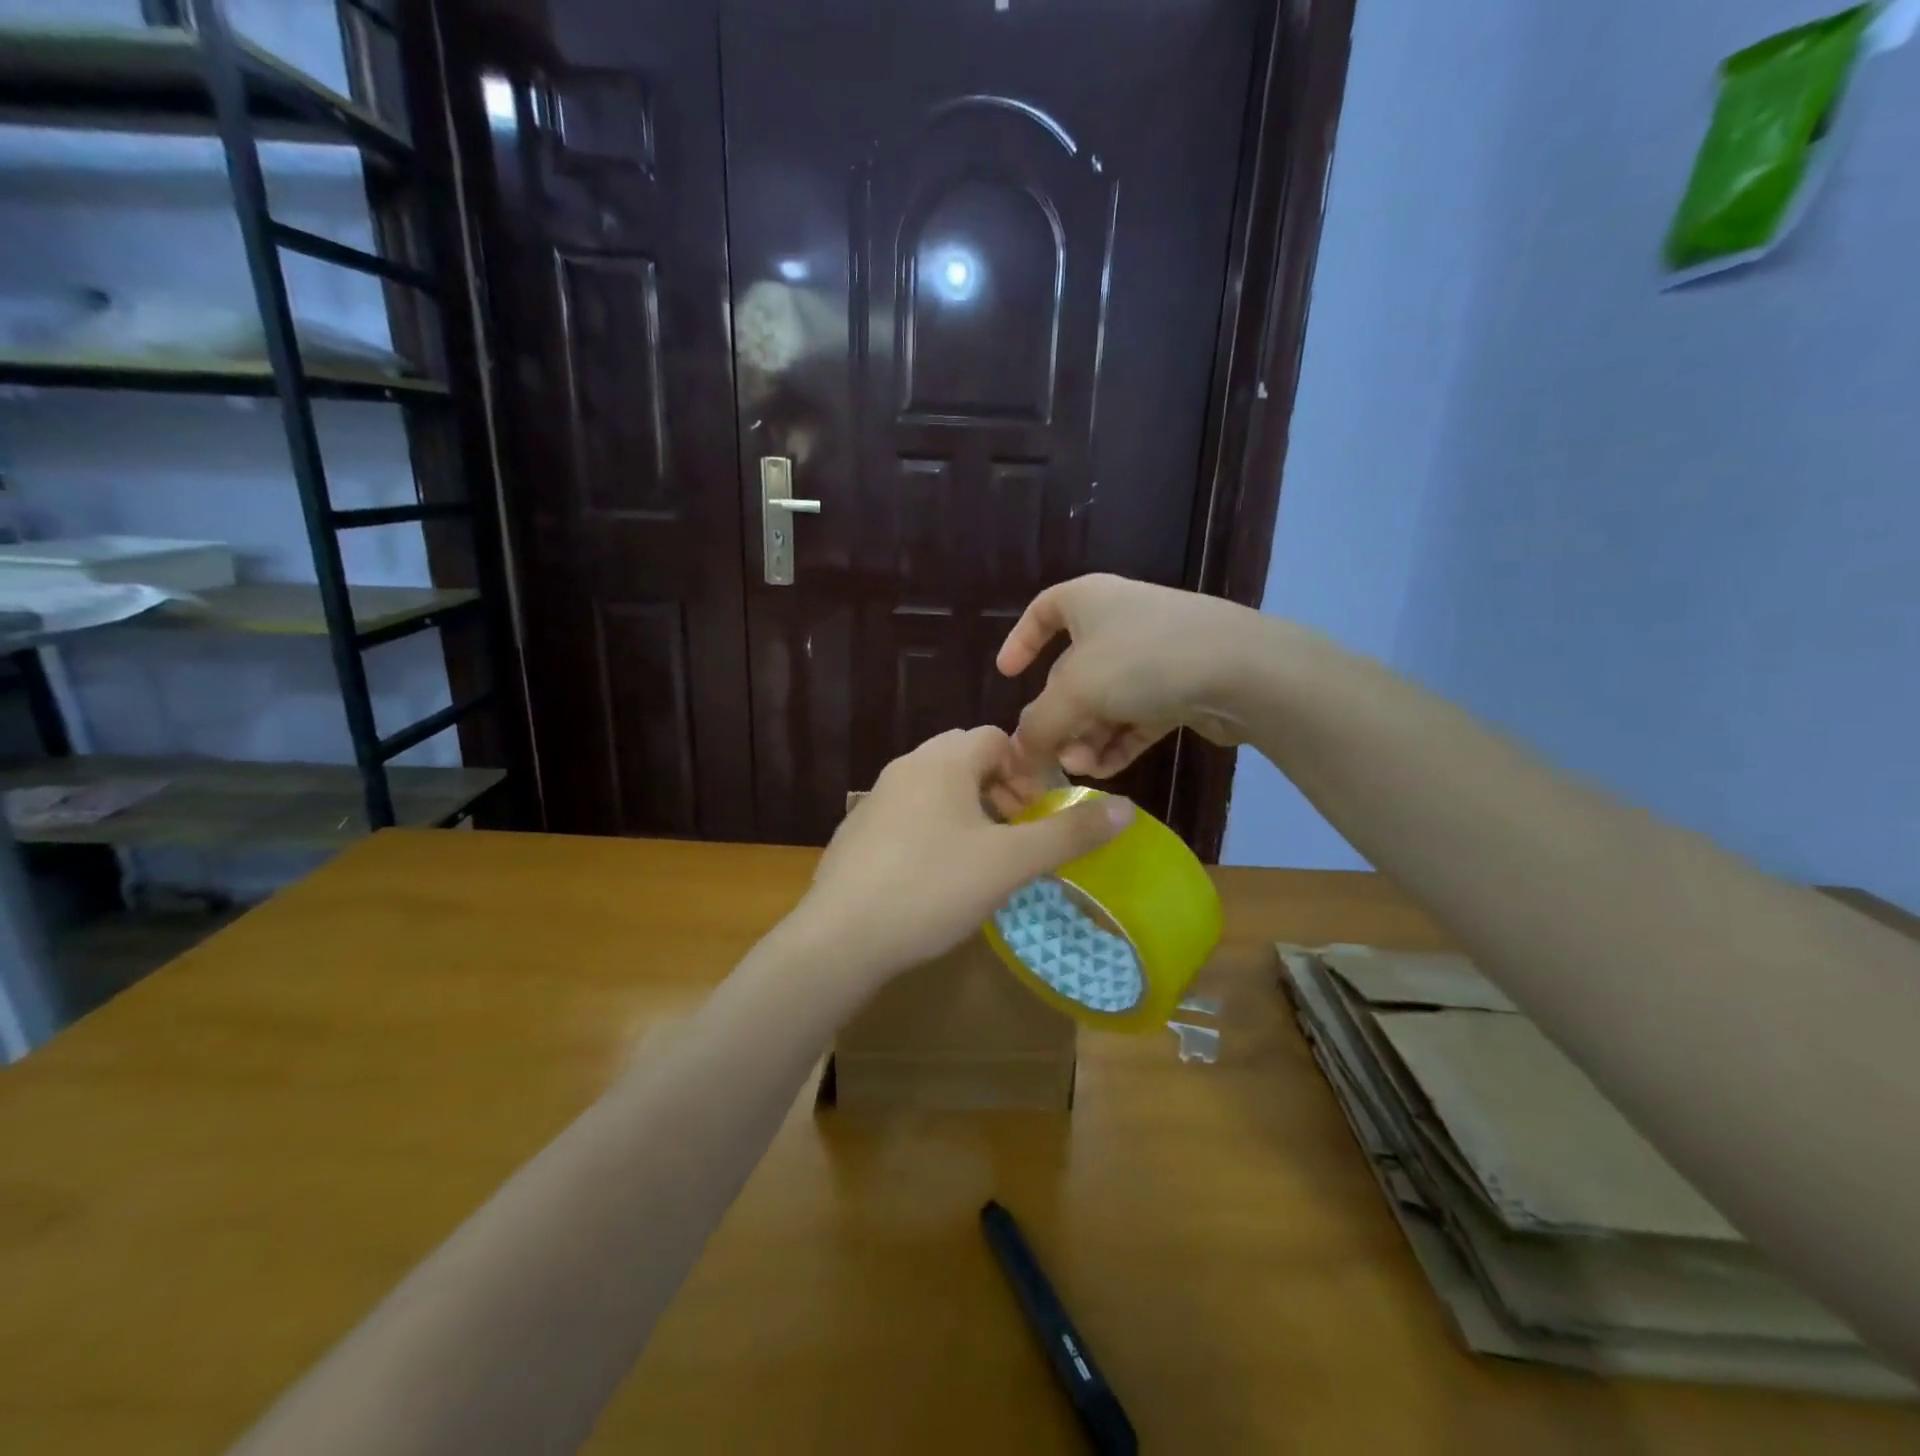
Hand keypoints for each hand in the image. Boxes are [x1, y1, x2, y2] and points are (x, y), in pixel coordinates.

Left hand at [796, 726, 1132, 979]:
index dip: (1027, 769)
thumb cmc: (932, 888)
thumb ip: (1068, 833)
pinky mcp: (857, 832)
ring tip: (983, 858)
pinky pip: (908, 814)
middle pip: (966, 759)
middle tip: (1016, 835)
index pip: (996, 738)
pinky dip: (934, 830)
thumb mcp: (1010, 863)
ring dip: (968, 811)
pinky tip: (937, 877)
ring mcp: (875, 799)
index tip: (1037, 813)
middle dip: (1000, 790)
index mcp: (942, 761)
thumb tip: (1126, 808)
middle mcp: (906, 767)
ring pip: (936, 788)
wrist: (840, 938)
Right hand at [997, 574, 1267, 777]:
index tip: (1006, 673)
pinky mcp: (1181, 686)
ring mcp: (1154, 655)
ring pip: (1105, 700)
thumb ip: (1038, 724)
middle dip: (1058, 716)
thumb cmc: (1142, 660)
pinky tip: (1105, 772)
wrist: (1241, 670)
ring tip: (1081, 769)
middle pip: (1072, 671)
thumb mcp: (1074, 691)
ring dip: (1086, 737)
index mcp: (1088, 601)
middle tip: (1049, 753)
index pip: (1043, 609)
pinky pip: (1136, 717)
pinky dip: (1117, 742)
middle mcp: (1119, 621)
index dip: (1021, 639)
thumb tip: (1020, 750)